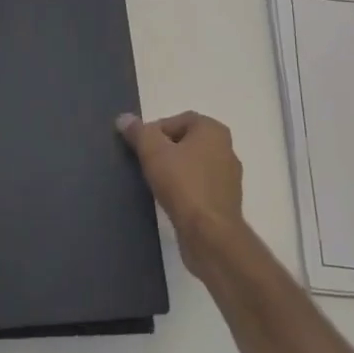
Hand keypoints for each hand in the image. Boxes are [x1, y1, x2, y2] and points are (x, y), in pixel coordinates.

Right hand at [117, 111, 245, 271]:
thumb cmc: (183, 184)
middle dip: (164, 150)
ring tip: (155, 183)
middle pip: (187, 142)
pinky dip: (185, 189)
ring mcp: (229, 178)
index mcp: (213, 130)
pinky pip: (200, 187)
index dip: (156, 130)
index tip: (140, 147)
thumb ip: (138, 132)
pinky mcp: (226, 202)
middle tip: (145, 163)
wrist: (210, 234)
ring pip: (194, 165)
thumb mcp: (152, 151)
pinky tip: (170, 200)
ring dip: (175, 171)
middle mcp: (226, 149)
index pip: (179, 119)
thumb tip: (124, 118)